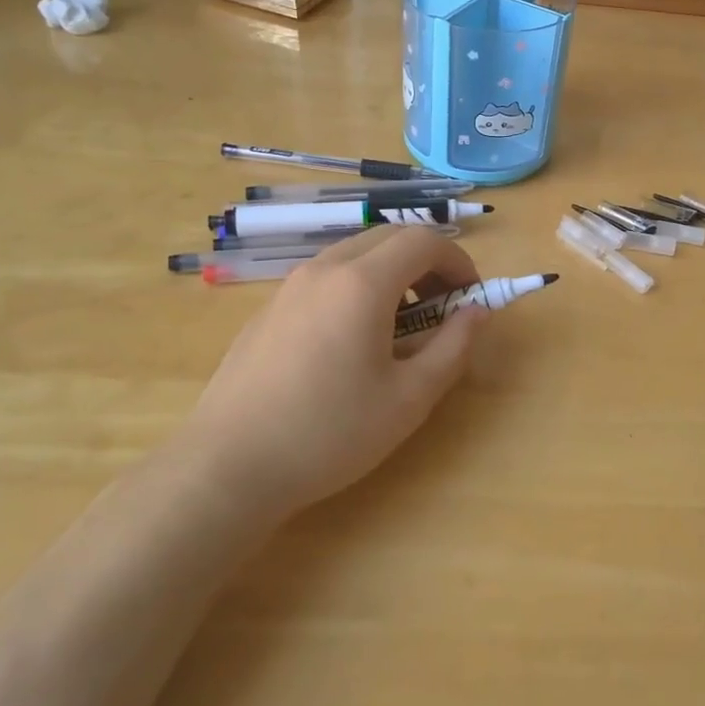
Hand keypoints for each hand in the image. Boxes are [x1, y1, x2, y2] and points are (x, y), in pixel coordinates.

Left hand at [180, 227, 487, 517]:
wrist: (227, 467)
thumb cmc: (330, 433)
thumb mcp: (410, 398)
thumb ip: (454, 347)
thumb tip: (477, 312)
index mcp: (362, 283)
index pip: (424, 241)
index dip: (458, 263)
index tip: (471, 299)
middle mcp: (324, 269)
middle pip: (389, 238)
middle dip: (427, 264)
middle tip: (442, 309)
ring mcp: (290, 286)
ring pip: (355, 255)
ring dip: (392, 275)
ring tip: (400, 328)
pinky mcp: (268, 309)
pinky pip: (326, 278)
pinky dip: (357, 288)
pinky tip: (351, 343)